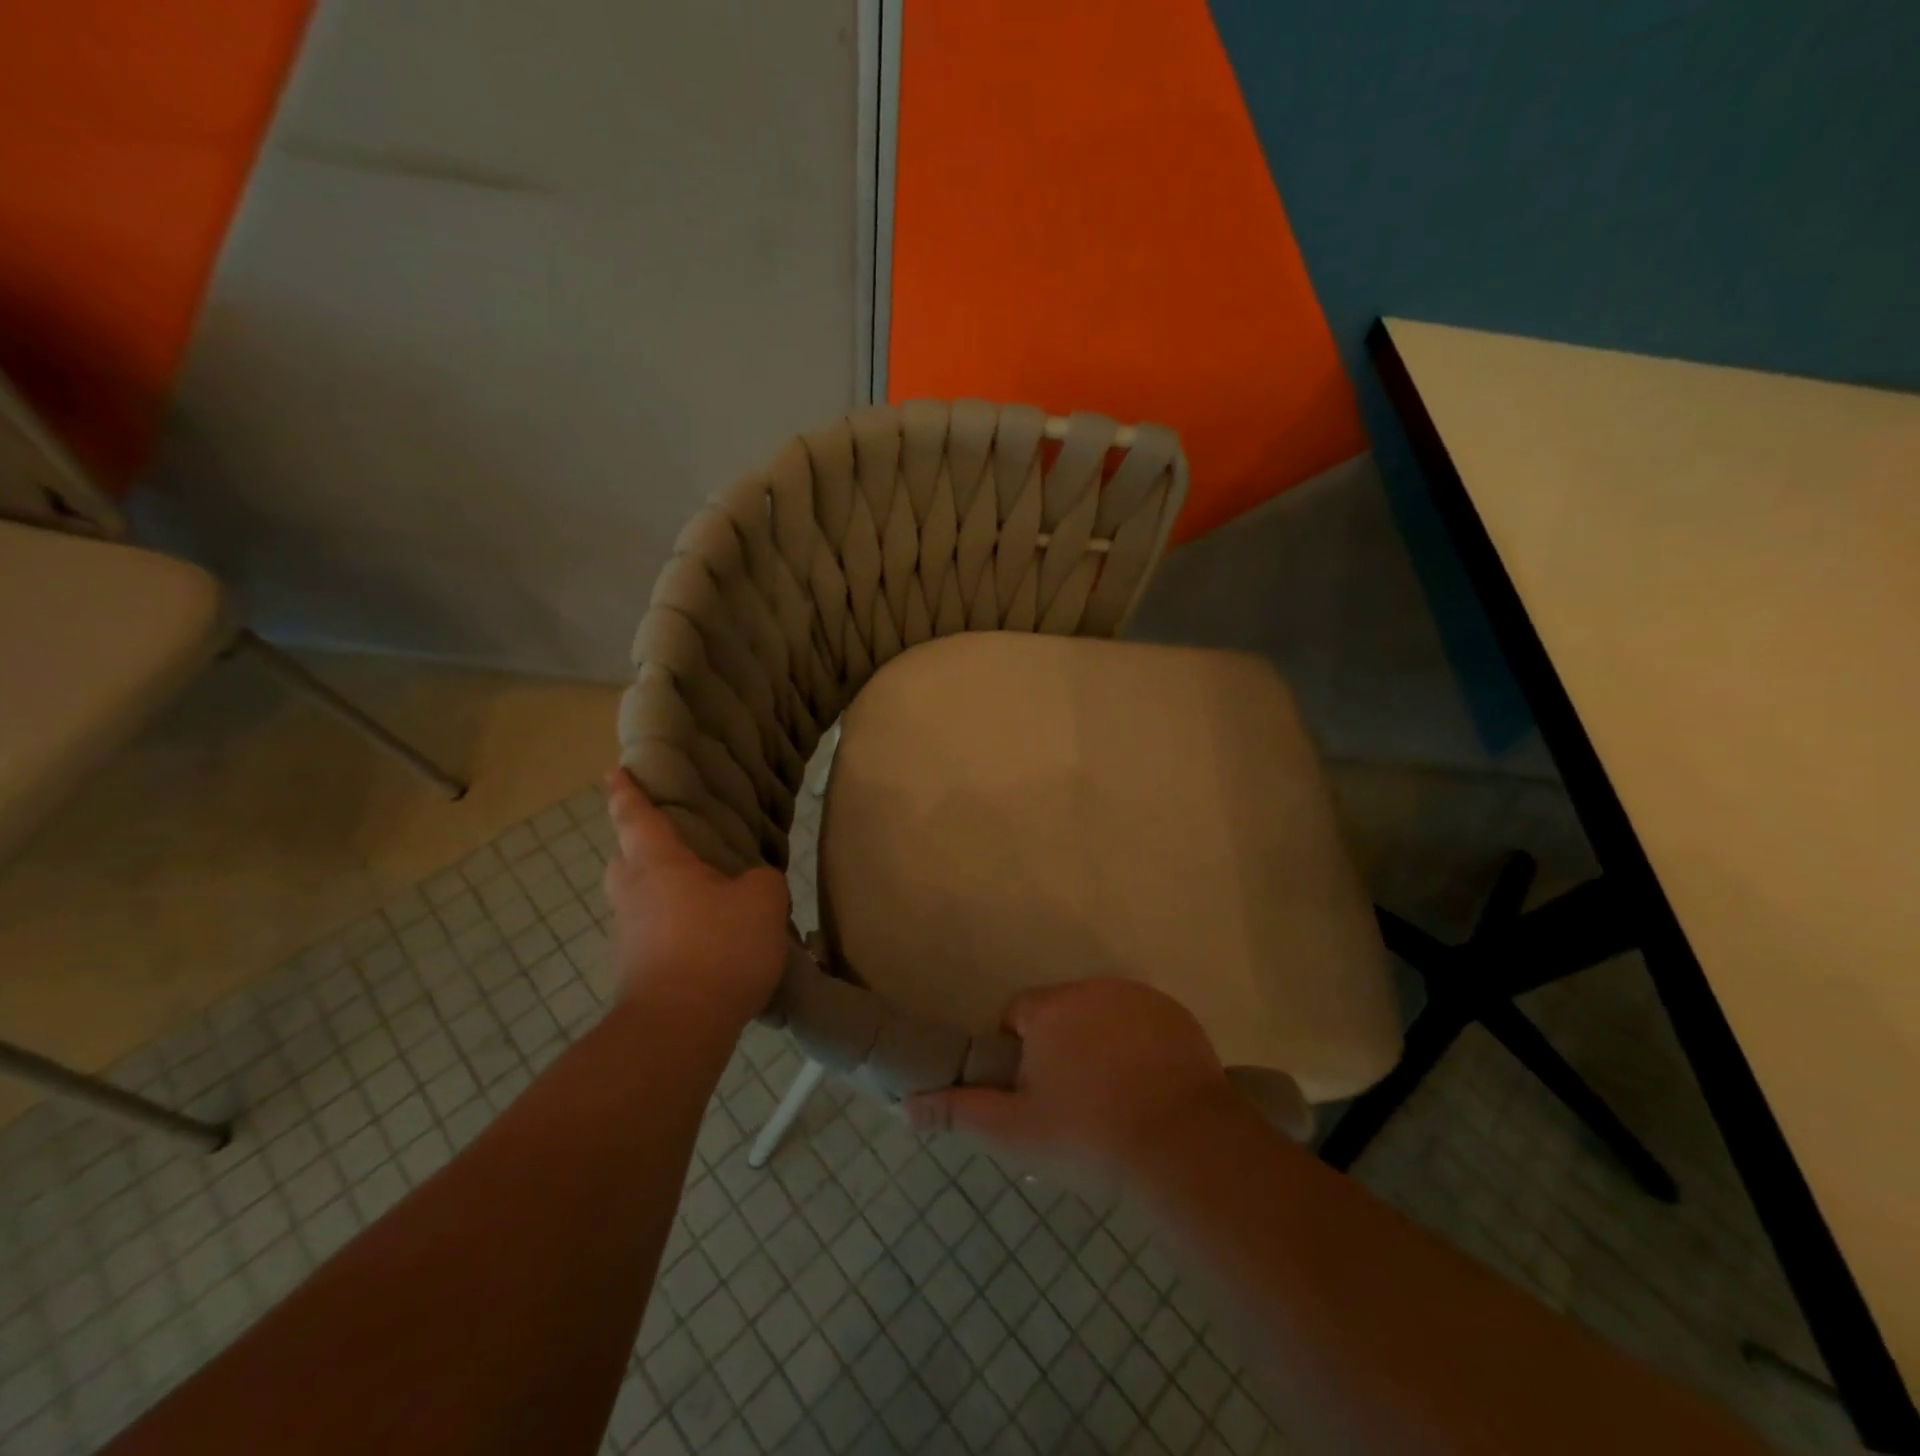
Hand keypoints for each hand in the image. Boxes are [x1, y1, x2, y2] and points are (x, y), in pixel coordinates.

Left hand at [601, 769, 789, 1033]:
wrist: (679, 1027)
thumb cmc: (718, 947)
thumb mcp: (763, 900)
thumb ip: (761, 881)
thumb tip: (751, 886)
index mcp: (658, 865)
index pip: (636, 817)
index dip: (627, 791)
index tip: (614, 771)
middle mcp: (634, 894)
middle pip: (626, 860)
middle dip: (641, 848)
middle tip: (675, 845)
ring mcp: (630, 936)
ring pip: (640, 900)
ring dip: (662, 892)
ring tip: (704, 896)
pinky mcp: (637, 971)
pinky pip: (654, 934)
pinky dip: (675, 929)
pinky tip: (710, 940)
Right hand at [905, 978, 1238, 1182]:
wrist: (1183, 1148)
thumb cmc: (1089, 1136)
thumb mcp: (1015, 1131)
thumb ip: (957, 1112)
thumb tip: (903, 1106)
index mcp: (1050, 1008)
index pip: (1018, 1016)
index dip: (1021, 1055)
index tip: (1037, 1096)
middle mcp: (1092, 988)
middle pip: (1061, 1014)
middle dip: (1060, 1048)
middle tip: (1075, 1103)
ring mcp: (1139, 998)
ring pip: (1102, 1017)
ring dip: (1099, 1044)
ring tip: (1114, 1099)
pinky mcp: (1176, 1015)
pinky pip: (1142, 1024)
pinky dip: (1138, 1046)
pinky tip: (1149, 1089)